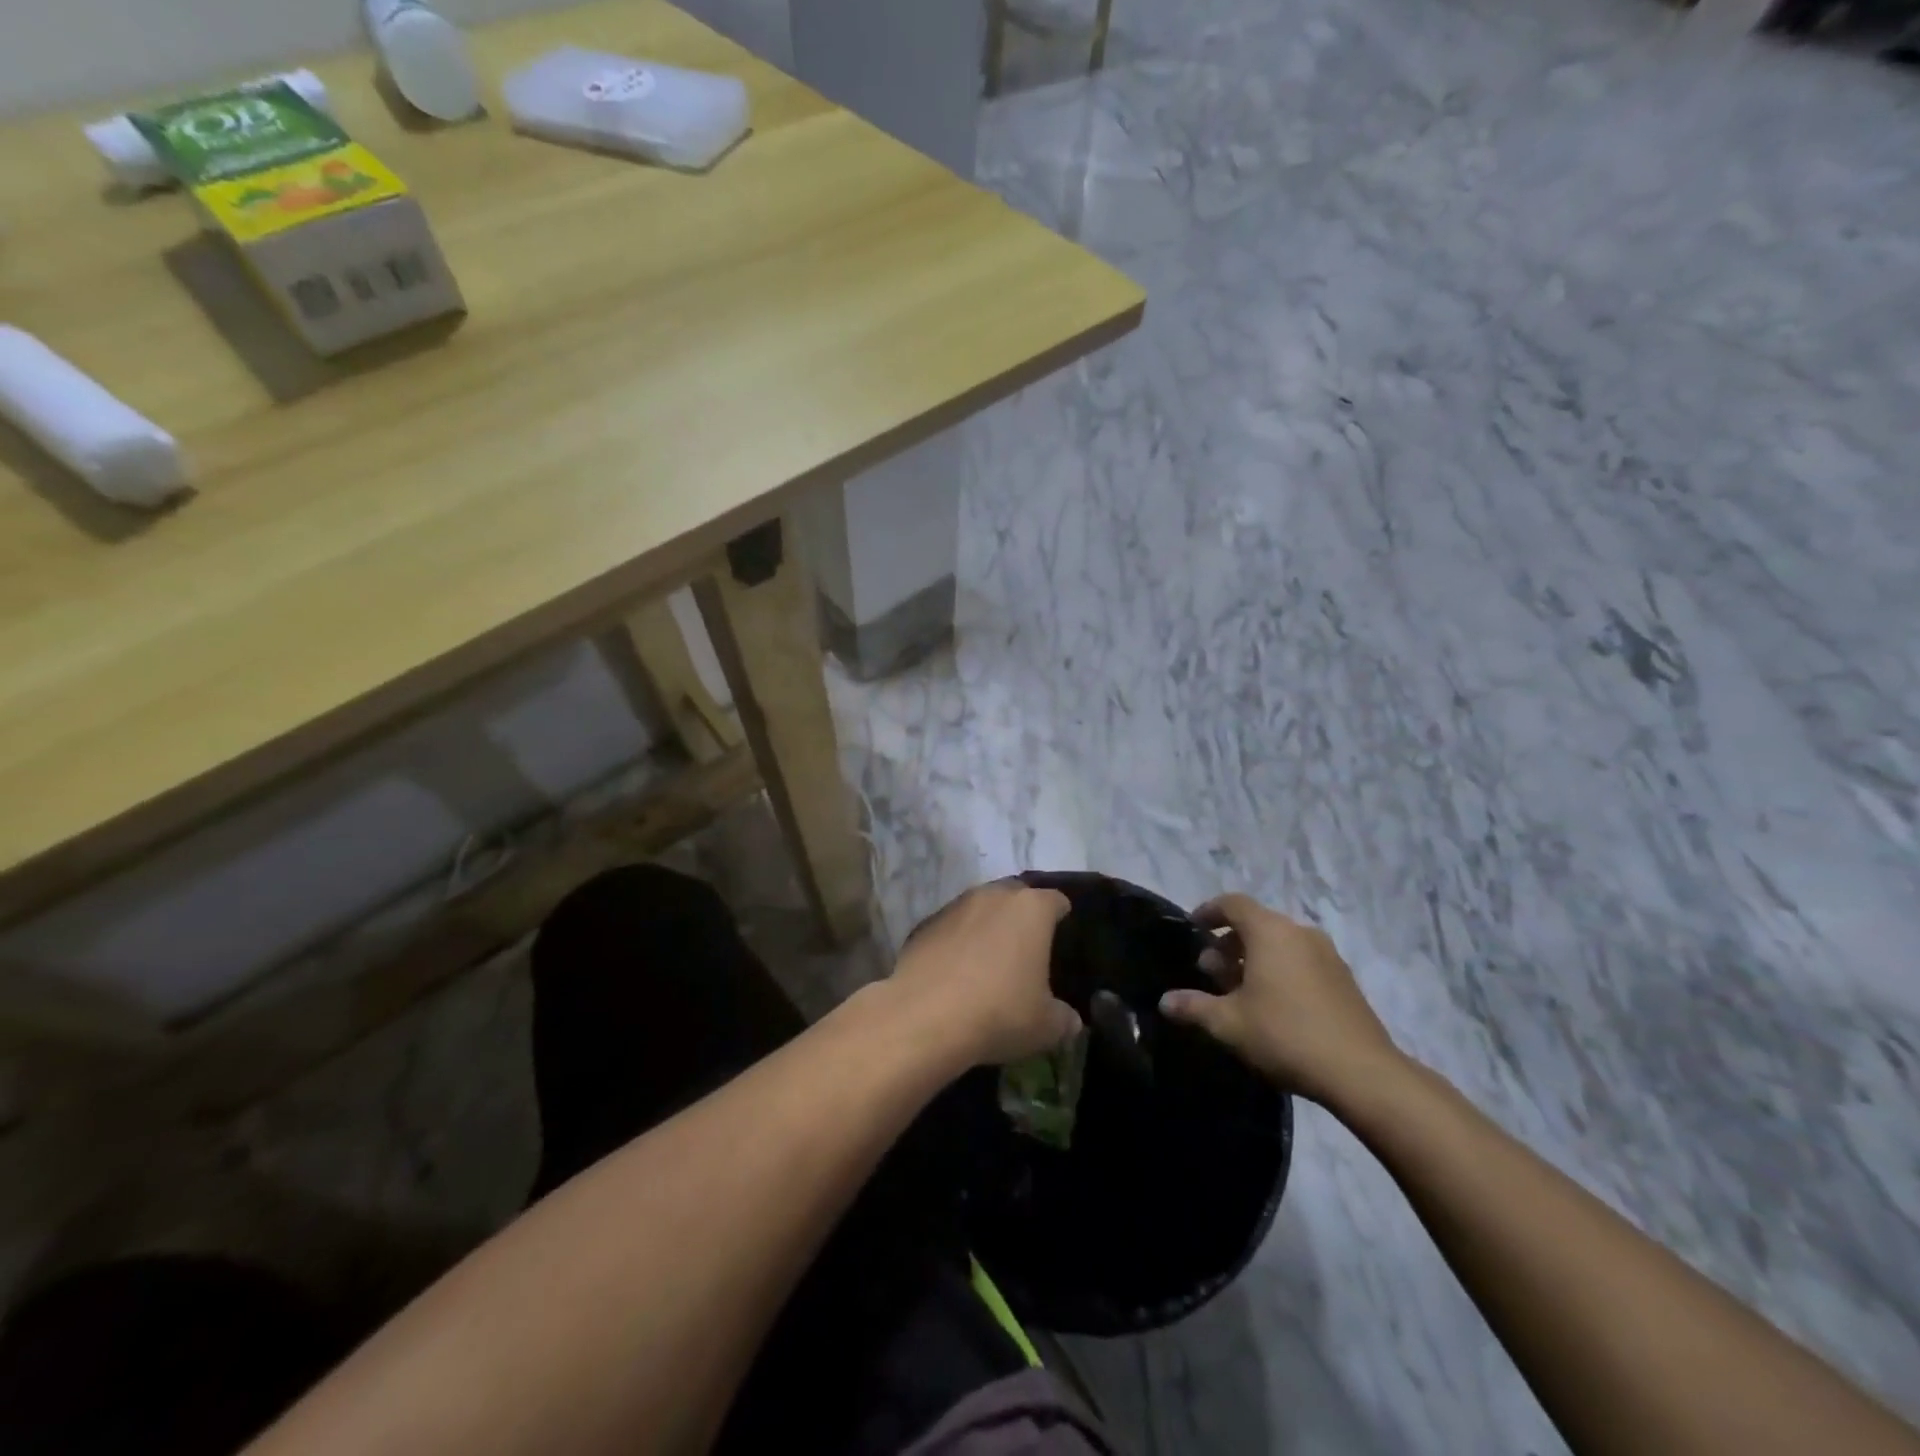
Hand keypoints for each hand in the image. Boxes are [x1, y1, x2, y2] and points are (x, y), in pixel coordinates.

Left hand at [888, 881, 1080, 1067]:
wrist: (925, 1016)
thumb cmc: (999, 1011)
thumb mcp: (1046, 1026)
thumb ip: (1065, 1019)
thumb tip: (1071, 1021)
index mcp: (1031, 909)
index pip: (1056, 901)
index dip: (1062, 917)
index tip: (1063, 938)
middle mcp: (993, 895)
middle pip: (1016, 896)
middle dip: (1023, 916)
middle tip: (1028, 948)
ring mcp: (955, 906)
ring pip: (980, 908)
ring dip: (988, 926)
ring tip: (990, 960)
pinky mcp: (925, 924)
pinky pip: (951, 927)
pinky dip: (958, 942)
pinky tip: (957, 972)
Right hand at [1158, 893, 1403, 1109]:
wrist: (1362, 1073)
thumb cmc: (1285, 1035)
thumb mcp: (1229, 1024)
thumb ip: (1194, 1007)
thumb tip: (1165, 1001)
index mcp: (1270, 932)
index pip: (1233, 903)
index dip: (1209, 911)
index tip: (1194, 927)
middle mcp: (1299, 933)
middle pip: (1257, 923)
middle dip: (1229, 942)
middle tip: (1211, 972)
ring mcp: (1327, 955)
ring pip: (1280, 943)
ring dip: (1254, 958)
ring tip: (1239, 991)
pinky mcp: (1344, 979)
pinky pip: (1301, 960)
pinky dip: (1280, 970)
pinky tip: (1272, 1005)